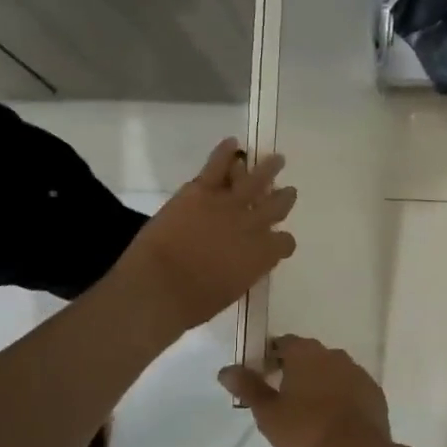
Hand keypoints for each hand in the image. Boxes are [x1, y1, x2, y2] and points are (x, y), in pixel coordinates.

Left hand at [113, 139, 295, 337]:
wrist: (159, 287)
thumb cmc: (193, 303)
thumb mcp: (230, 292)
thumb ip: (243, 272)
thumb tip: (241, 264)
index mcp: (262, 256)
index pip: (285, 243)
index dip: (283, 241)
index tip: (278, 240)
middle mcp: (253, 226)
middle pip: (277, 206)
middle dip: (283, 199)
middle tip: (287, 192)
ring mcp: (228, 205)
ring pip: (256, 179)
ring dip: (268, 168)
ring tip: (276, 160)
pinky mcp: (202, 191)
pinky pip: (218, 165)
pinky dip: (226, 151)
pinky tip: (233, 143)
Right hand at [219, 334, 393, 446]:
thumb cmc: (306, 431)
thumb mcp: (268, 413)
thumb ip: (248, 387)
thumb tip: (225, 370)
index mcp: (305, 353)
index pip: (283, 344)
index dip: (270, 357)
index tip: (263, 376)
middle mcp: (334, 354)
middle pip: (309, 356)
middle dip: (296, 370)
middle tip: (283, 397)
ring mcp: (358, 372)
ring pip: (332, 371)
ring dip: (320, 383)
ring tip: (309, 411)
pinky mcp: (374, 392)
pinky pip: (351, 388)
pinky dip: (340, 397)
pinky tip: (333, 419)